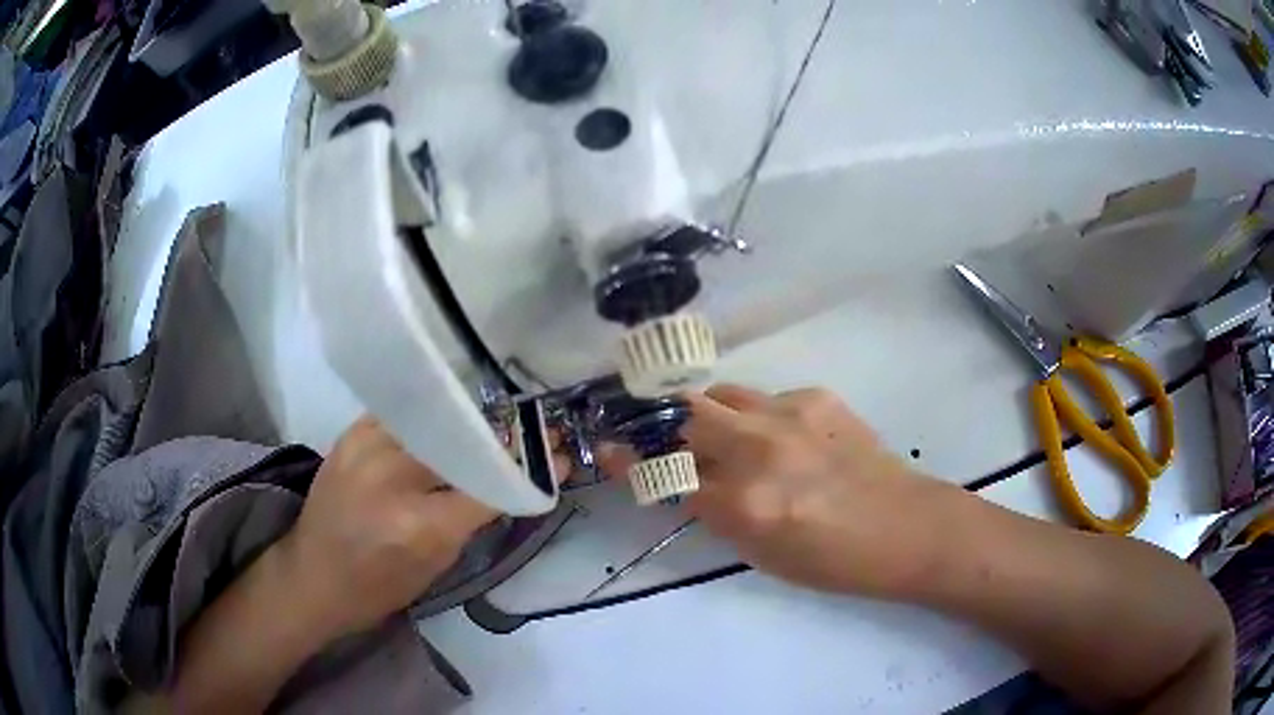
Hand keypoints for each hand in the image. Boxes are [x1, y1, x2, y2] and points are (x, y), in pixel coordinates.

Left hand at [277, 417, 506, 637]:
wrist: (313, 576)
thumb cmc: (378, 588)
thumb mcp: (437, 566)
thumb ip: (470, 520)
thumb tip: (509, 482)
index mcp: (420, 525)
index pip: (489, 485)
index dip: (528, 470)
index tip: (557, 455)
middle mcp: (393, 477)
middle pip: (464, 441)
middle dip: (502, 438)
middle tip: (526, 435)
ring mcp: (367, 448)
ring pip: (434, 418)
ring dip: (466, 424)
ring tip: (488, 426)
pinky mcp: (350, 434)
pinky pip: (402, 415)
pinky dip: (428, 419)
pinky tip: (441, 423)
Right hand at [652, 385, 952, 597]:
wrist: (904, 527)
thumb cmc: (831, 560)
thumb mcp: (759, 553)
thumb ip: (716, 511)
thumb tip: (685, 479)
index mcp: (744, 504)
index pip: (665, 473)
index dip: (627, 461)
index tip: (607, 448)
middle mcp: (759, 450)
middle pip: (684, 414)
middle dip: (664, 425)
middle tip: (666, 438)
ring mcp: (790, 414)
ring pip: (722, 395)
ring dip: (712, 415)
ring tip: (728, 438)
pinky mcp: (816, 396)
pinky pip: (765, 399)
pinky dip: (758, 418)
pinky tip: (785, 440)